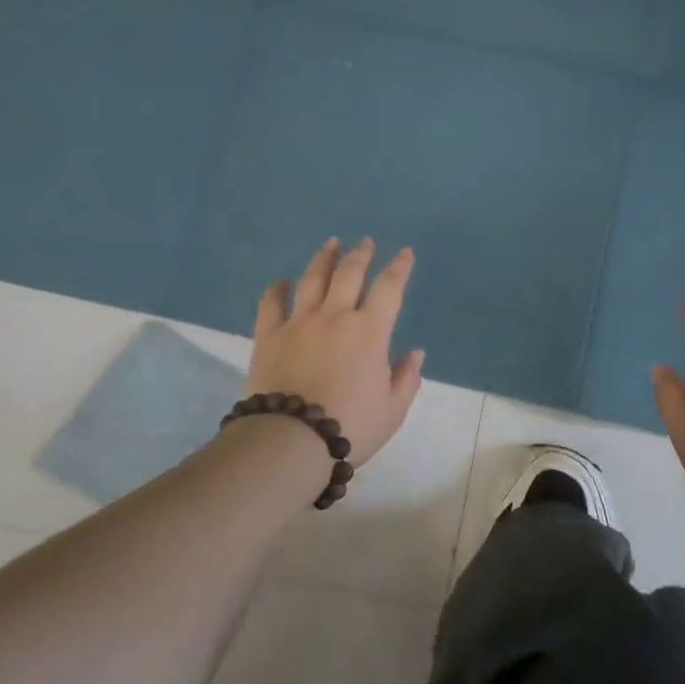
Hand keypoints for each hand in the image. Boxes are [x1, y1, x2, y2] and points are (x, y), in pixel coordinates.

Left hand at [246, 238, 425, 466]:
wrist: (292, 441)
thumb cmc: (351, 426)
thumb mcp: (393, 410)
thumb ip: (406, 378)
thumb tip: (415, 352)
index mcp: (370, 331)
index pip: (389, 288)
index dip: (399, 267)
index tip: (405, 252)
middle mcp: (335, 316)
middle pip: (349, 274)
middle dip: (361, 254)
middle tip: (365, 241)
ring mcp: (299, 323)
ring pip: (312, 280)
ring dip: (324, 258)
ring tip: (330, 244)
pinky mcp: (269, 336)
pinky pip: (271, 304)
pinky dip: (276, 290)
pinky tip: (281, 281)